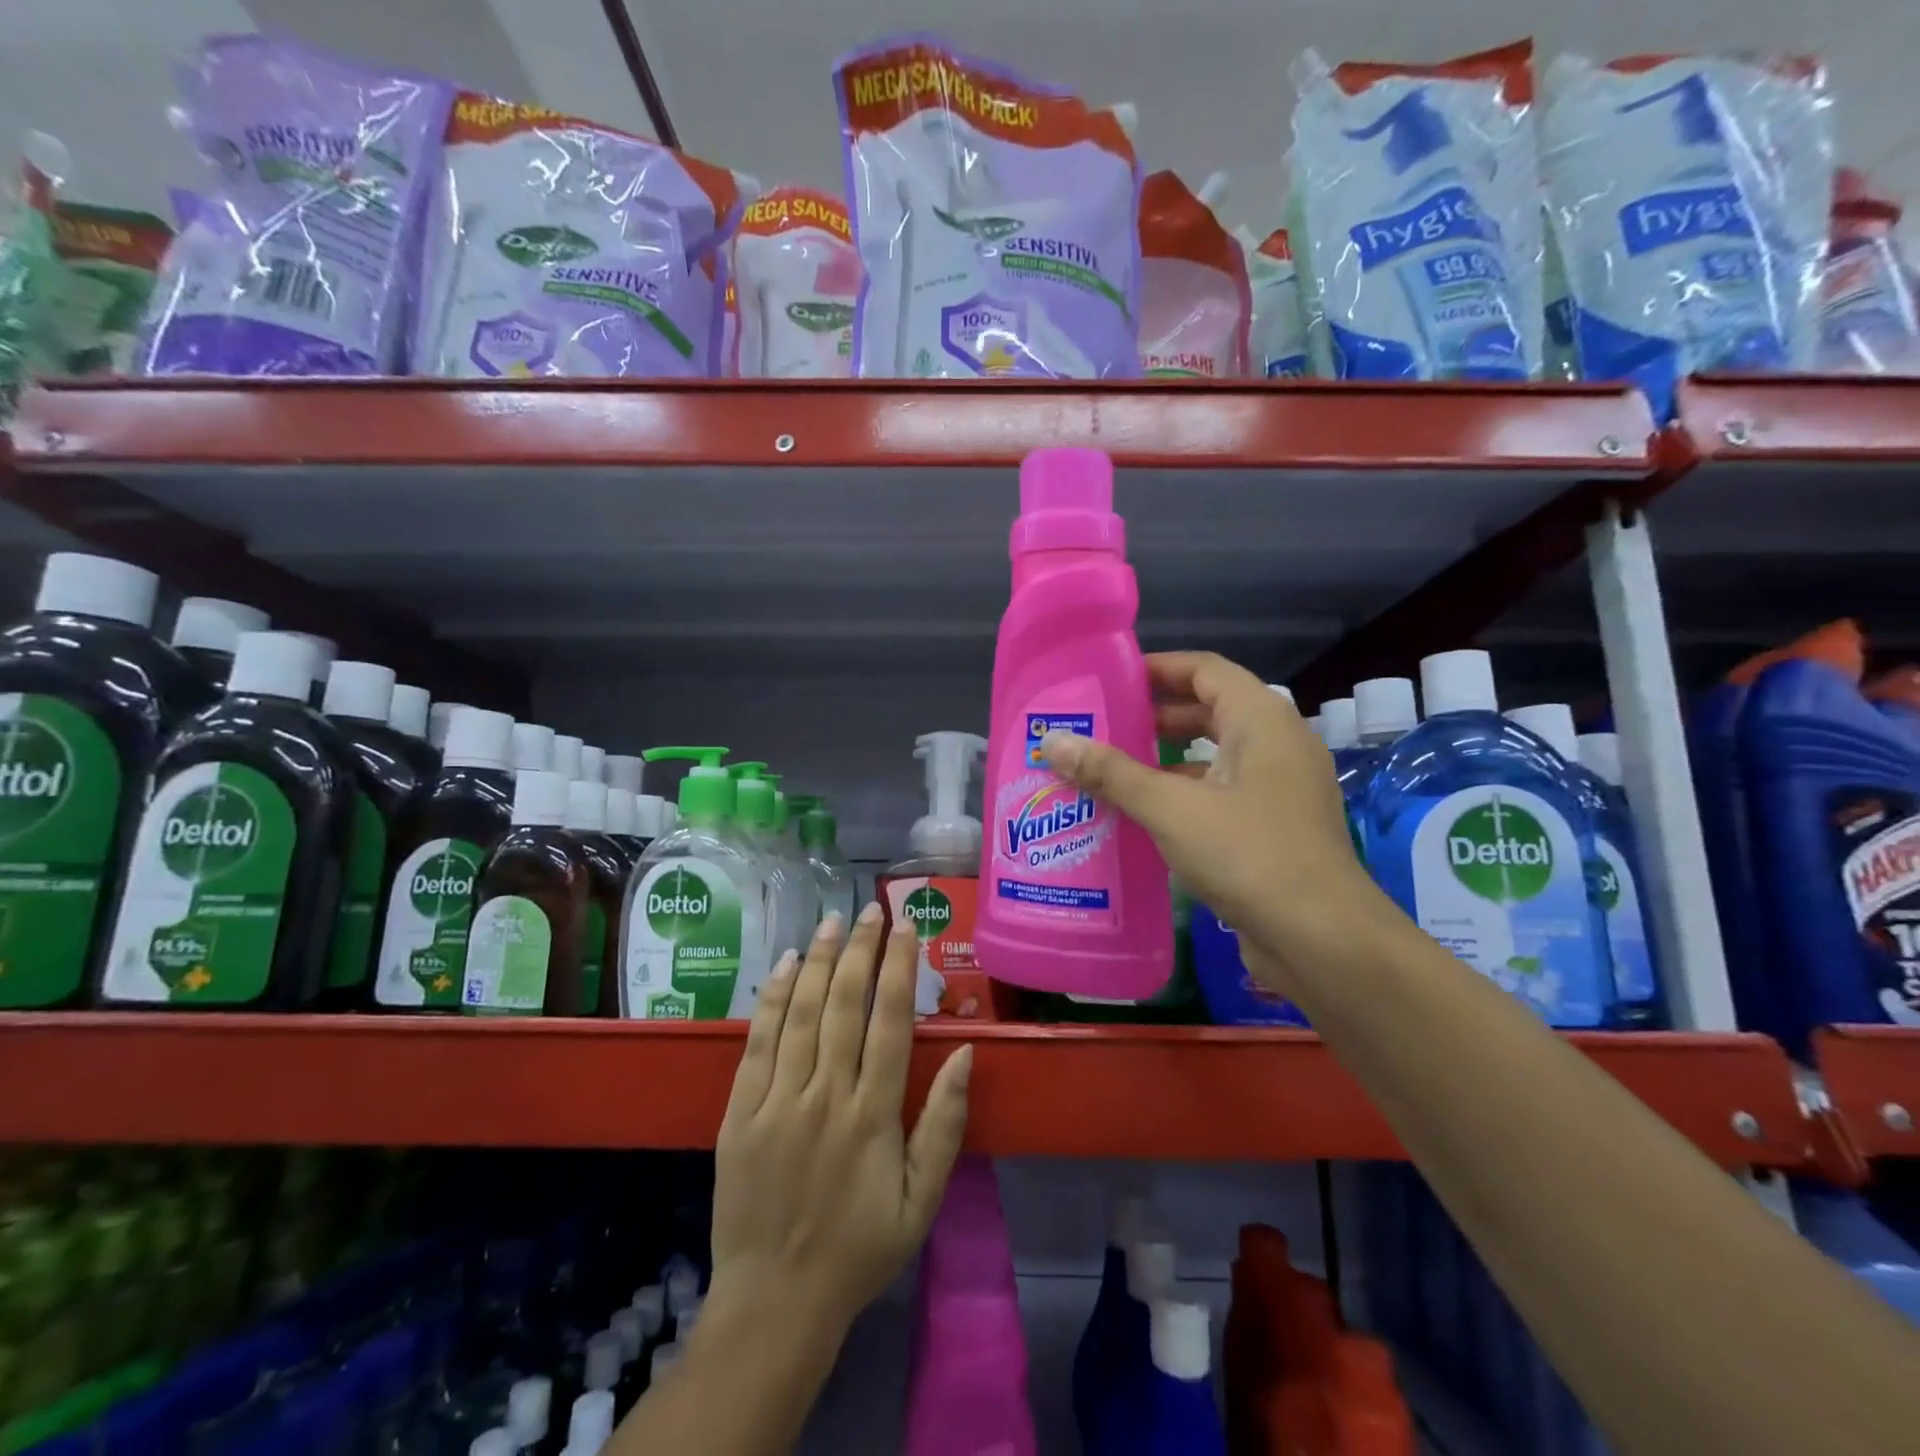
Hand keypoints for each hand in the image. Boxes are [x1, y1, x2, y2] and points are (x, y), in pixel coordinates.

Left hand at [710, 904, 973, 1338]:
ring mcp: (777, 1102)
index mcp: (873, 1116)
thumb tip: (967, 1054)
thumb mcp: (922, 1200)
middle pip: (845, 1005)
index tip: (906, 928)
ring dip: (817, 961)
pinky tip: (783, 965)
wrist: (776, 1301)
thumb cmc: (858, 1249)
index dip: (899, 968)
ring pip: (801, 1014)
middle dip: (860, 950)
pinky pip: (757, 1044)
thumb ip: (944, 1124)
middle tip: (870, 909)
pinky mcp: (739, 1113)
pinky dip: (771, 1000)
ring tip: (831, 921)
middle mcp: (825, 1097)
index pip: (890, 1022)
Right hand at [1040, 651, 1378, 986]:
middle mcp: (1277, 744)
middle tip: (1101, 727)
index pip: (1205, 670)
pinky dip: (1184, 794)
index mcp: (1261, 720)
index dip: (1158, 668)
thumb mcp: (1170, 808)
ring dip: (1166, 759)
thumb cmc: (1248, 854)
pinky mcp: (1276, 827)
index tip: (1110, 680)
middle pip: (1210, 710)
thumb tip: (1053, 742)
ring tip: (1110, 770)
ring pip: (1215, 756)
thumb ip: (1111, 772)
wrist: (1322, 939)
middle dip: (1155, 716)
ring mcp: (1281, 788)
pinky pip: (1223, 793)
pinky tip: (1142, 816)